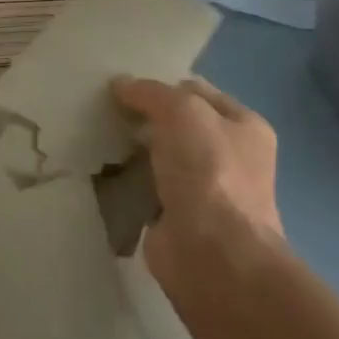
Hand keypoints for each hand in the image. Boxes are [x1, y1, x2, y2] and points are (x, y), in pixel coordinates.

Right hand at [110, 76, 283, 294]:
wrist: (213, 254)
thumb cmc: (209, 172)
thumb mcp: (182, 112)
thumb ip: (151, 93)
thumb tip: (120, 84)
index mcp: (244, 126)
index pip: (197, 92)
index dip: (162, 85)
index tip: (122, 86)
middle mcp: (229, 156)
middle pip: (178, 125)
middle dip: (144, 118)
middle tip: (102, 109)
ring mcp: (204, 190)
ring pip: (160, 157)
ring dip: (132, 150)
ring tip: (94, 136)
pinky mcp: (177, 218)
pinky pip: (146, 189)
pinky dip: (126, 183)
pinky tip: (100, 172)